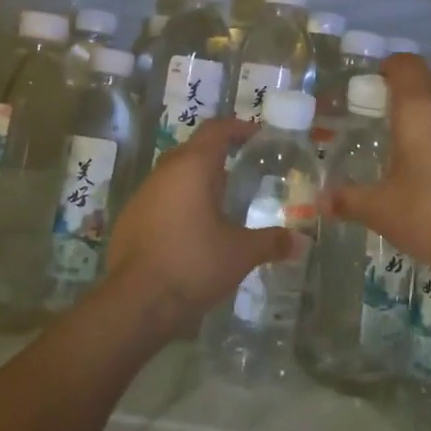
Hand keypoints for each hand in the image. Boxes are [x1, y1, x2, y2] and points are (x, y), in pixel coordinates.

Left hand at [104, 117, 298, 338]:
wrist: (135, 302)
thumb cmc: (193, 264)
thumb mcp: (240, 253)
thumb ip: (271, 242)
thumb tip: (301, 242)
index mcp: (192, 167)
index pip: (216, 130)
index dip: (237, 128)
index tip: (256, 136)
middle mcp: (164, 172)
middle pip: (193, 149)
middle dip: (217, 155)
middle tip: (242, 170)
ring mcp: (142, 195)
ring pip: (173, 175)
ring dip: (196, 181)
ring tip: (220, 202)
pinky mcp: (129, 220)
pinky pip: (159, 199)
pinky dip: (179, 203)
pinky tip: (192, 229)